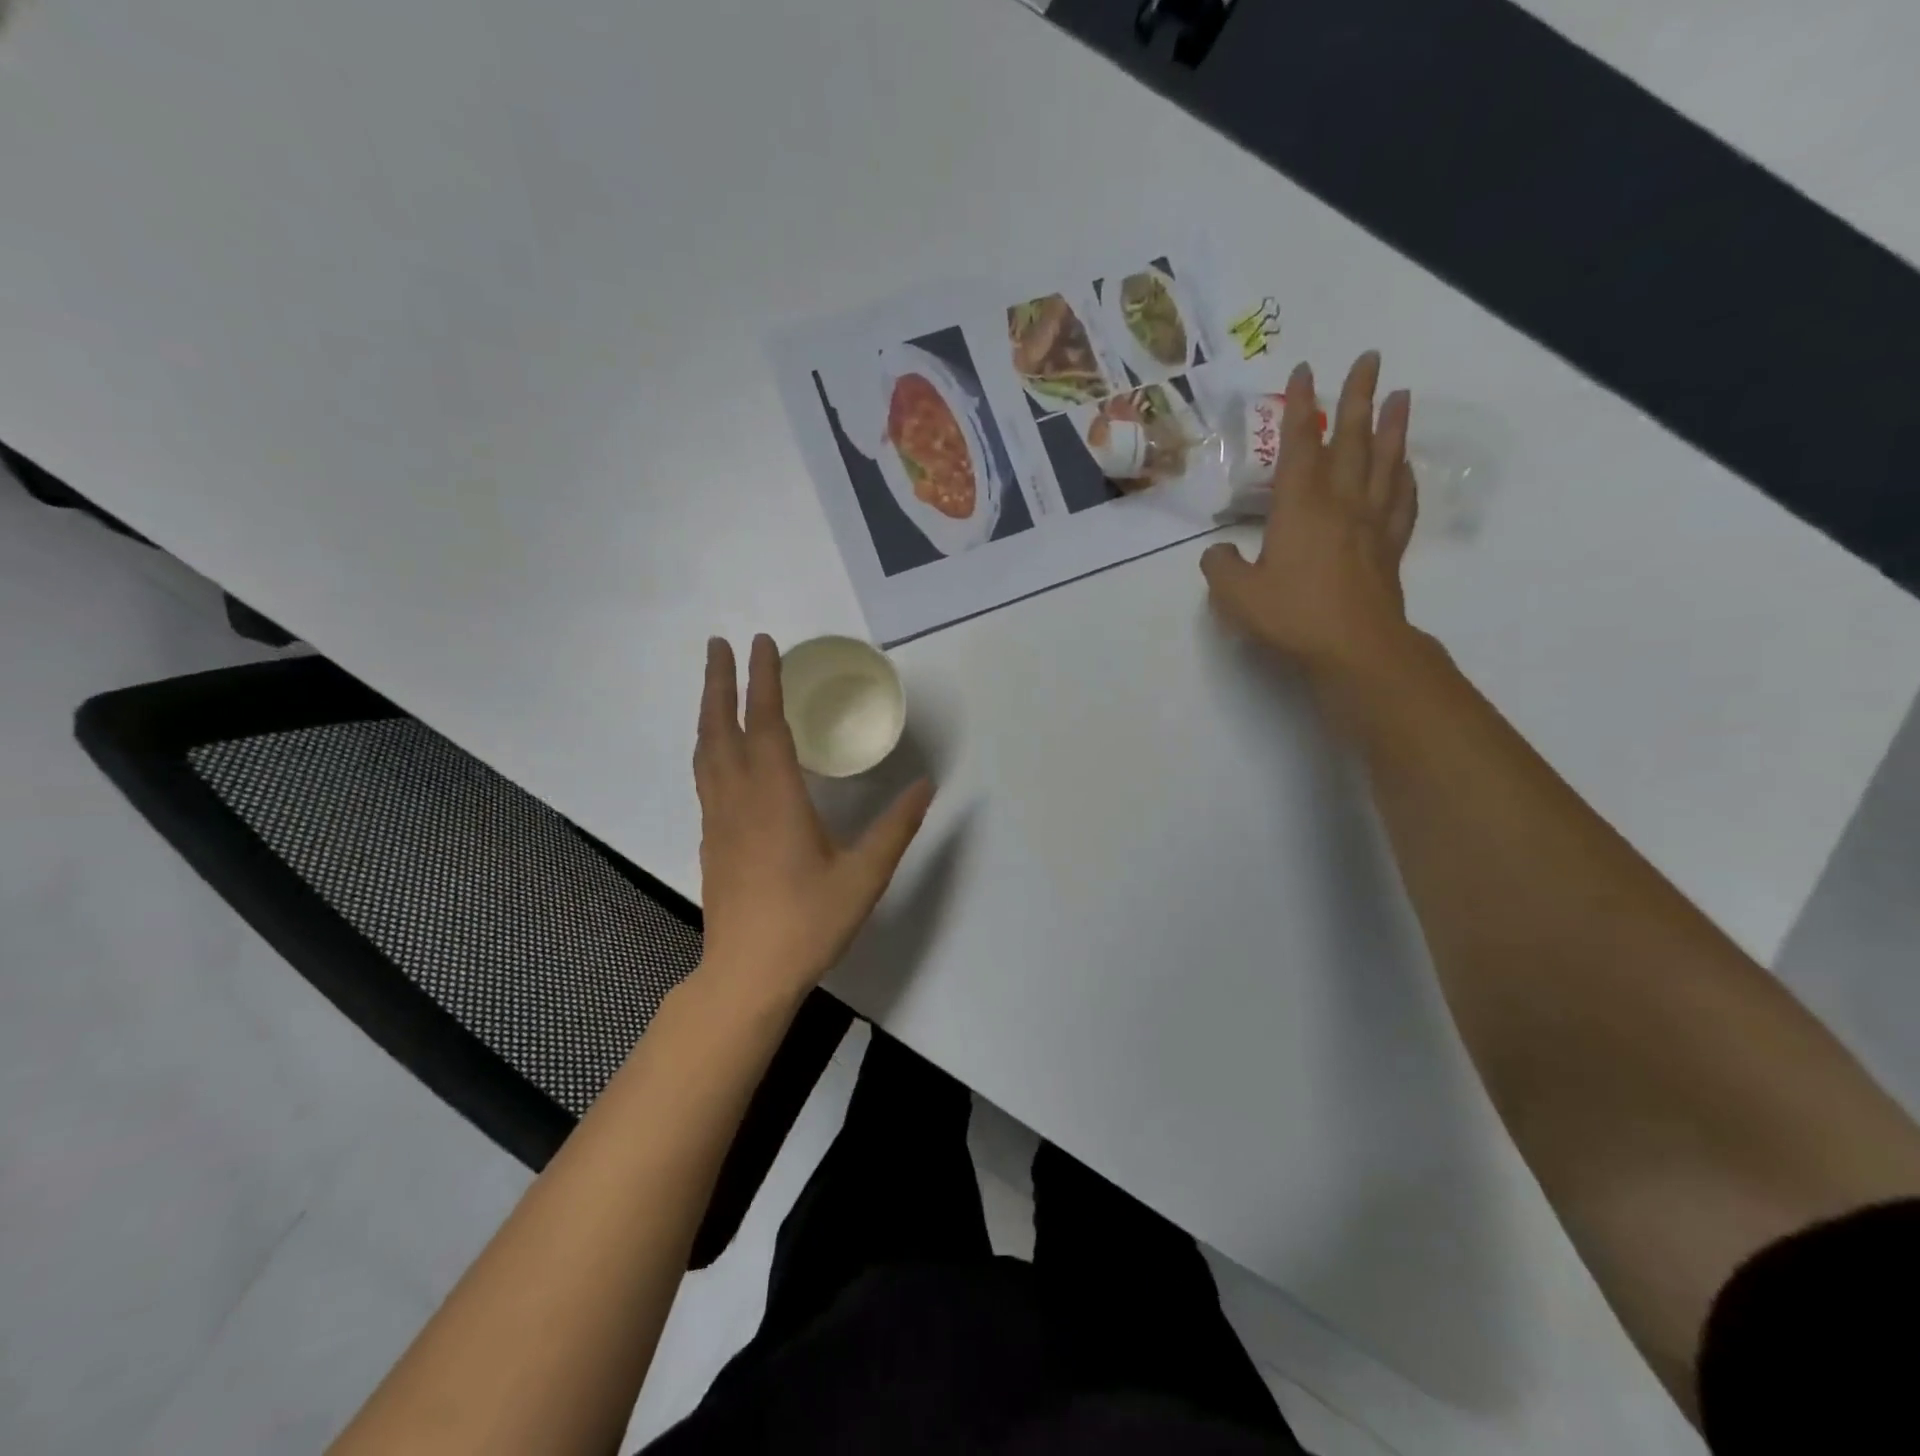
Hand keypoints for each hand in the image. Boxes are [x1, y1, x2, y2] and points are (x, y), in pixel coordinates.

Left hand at [693, 634, 933, 1003]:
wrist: (746, 976)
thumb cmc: (807, 922)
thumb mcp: (864, 876)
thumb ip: (896, 827)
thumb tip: (927, 785)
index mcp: (774, 798)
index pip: (764, 723)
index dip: (762, 679)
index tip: (760, 642)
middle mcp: (738, 799)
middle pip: (720, 728)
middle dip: (719, 682)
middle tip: (718, 644)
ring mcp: (718, 821)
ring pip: (706, 752)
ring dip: (708, 711)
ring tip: (715, 686)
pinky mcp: (712, 842)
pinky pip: (706, 777)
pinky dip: (710, 746)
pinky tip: (722, 752)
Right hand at [1201, 352, 1417, 677]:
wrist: (1354, 647)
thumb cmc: (1291, 615)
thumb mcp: (1235, 595)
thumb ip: (1220, 567)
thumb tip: (1219, 552)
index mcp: (1300, 507)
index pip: (1299, 445)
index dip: (1300, 407)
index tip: (1305, 371)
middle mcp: (1341, 504)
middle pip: (1352, 440)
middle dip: (1358, 397)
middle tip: (1371, 358)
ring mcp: (1371, 525)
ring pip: (1385, 463)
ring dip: (1392, 427)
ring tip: (1401, 394)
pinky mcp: (1389, 549)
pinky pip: (1402, 503)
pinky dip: (1406, 480)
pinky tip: (1407, 469)